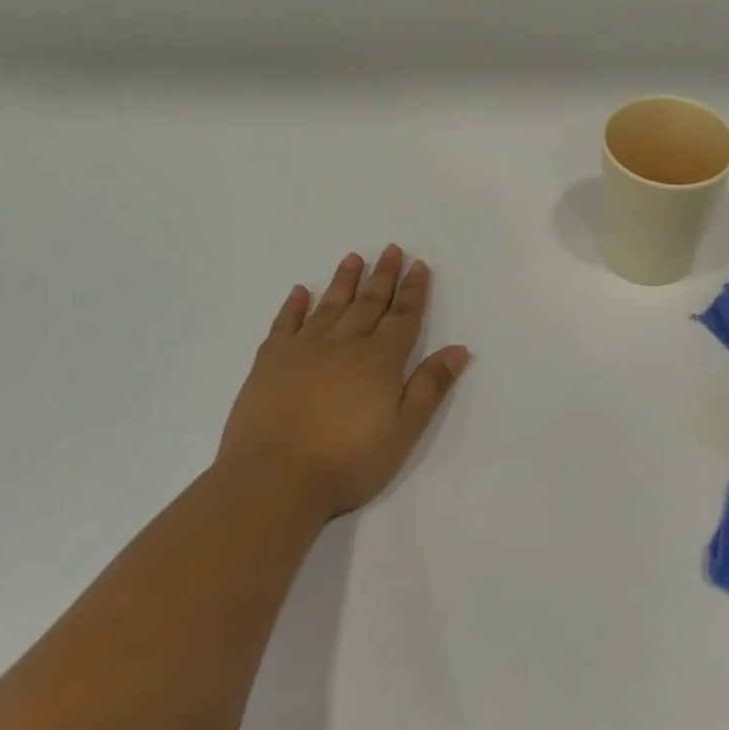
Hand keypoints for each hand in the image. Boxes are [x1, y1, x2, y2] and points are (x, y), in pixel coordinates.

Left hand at [218, 246, 469, 521]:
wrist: (273, 480)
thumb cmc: (348, 461)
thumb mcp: (404, 430)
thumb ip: (430, 386)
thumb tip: (458, 349)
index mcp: (380, 359)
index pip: (403, 316)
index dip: (413, 290)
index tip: (419, 265)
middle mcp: (344, 344)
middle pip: (369, 302)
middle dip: (383, 275)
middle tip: (392, 249)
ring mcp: (303, 349)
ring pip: (330, 305)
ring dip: (344, 281)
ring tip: (353, 258)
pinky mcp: (269, 362)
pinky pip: (285, 324)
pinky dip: (293, 306)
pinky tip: (299, 292)